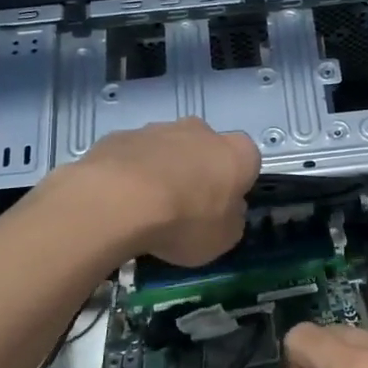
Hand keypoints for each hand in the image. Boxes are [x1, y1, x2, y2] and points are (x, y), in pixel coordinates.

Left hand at [61, 118, 260, 265]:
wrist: (119, 201)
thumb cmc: (186, 221)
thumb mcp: (224, 238)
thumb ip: (231, 219)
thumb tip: (227, 210)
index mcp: (237, 153)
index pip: (248, 162)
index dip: (235, 185)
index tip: (221, 208)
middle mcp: (202, 131)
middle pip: (206, 150)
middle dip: (198, 172)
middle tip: (184, 207)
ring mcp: (158, 128)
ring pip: (168, 150)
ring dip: (163, 171)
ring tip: (146, 207)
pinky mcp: (121, 135)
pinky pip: (133, 155)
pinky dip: (131, 173)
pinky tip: (120, 200)